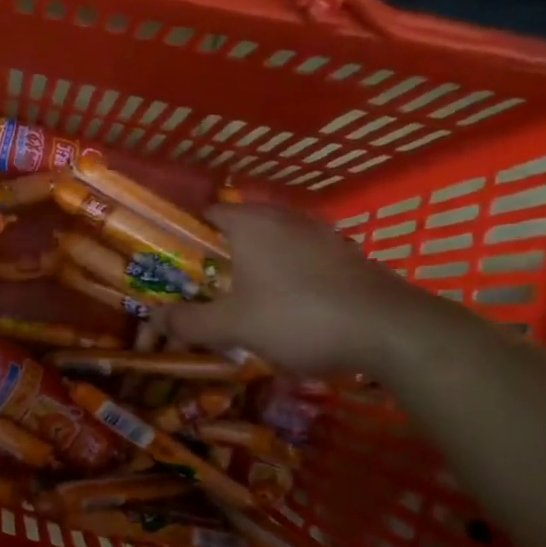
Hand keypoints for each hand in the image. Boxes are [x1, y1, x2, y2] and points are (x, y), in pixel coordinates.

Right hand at [162, 203, 430, 375]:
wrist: (390, 331)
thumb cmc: (298, 316)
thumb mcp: (233, 326)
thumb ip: (188, 321)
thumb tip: (154, 318)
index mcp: (251, 223)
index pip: (205, 215)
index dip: (184, 239)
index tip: (173, 268)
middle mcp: (284, 218)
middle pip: (238, 232)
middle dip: (218, 260)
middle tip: (202, 292)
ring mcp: (320, 235)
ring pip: (272, 247)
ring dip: (253, 271)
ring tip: (241, 305)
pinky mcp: (346, 257)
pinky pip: (301, 262)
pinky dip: (286, 279)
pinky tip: (286, 311)